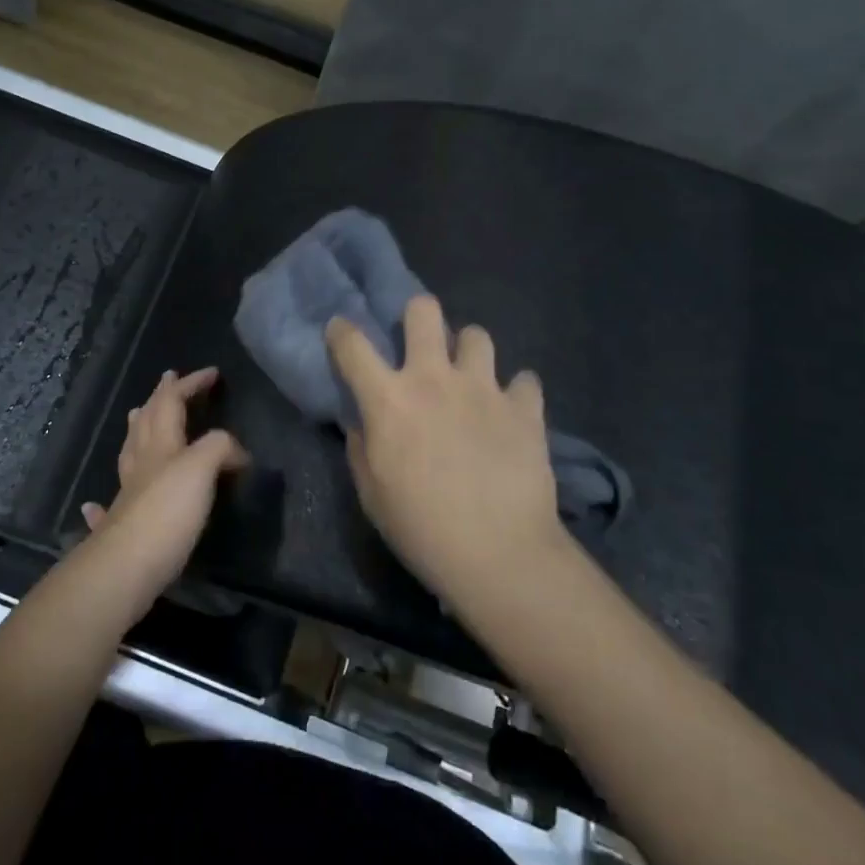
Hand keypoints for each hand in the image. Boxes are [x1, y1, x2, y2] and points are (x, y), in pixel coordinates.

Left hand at [78, 368, 248, 611]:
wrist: (124, 568)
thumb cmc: (166, 512)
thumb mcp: (201, 469)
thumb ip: (219, 448)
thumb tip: (236, 453)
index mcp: (160, 444)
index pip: (172, 401)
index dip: (191, 383)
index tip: (213, 373)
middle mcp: (141, 463)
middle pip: (146, 421)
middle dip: (160, 398)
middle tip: (168, 380)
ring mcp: (127, 495)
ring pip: (130, 452)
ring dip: (136, 430)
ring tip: (138, 416)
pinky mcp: (120, 527)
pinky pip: (111, 504)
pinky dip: (104, 499)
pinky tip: (93, 505)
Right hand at [327, 296, 568, 605]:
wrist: (499, 554)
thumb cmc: (421, 528)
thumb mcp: (371, 493)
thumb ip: (361, 447)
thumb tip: (363, 421)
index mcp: (389, 398)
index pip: (353, 345)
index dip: (341, 330)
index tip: (340, 330)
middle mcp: (434, 378)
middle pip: (424, 311)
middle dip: (418, 315)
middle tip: (421, 341)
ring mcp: (483, 388)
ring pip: (477, 335)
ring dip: (469, 352)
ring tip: (471, 377)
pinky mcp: (524, 407)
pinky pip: (524, 380)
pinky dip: (517, 392)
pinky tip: (513, 411)